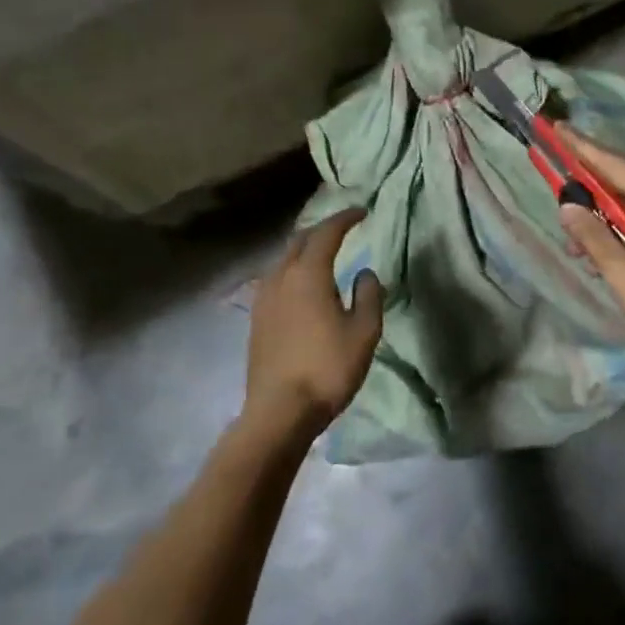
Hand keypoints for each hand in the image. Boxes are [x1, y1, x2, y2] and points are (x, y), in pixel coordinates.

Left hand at [244, 209, 384, 440]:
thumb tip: (364, 273)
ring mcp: (263, 298)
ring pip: (284, 260)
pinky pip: (276, 279)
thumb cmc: (327, 368)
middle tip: (343, 231)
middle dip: (322, 230)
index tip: (362, 212)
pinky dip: (293, 271)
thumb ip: (368, 295)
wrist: (279, 412)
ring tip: (324, 257)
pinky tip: (303, 287)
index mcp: (308, 273)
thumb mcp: (364, 332)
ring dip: (305, 250)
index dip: (345, 218)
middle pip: (300, 240)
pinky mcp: (256, 318)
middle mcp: (281, 277)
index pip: (327, 233)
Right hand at [557, 127, 624, 373]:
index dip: (582, 148)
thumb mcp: (622, 274)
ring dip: (610, 223)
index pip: (615, 166)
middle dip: (592, 198)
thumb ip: (592, 235)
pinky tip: (610, 255)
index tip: (558, 128)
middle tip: (563, 210)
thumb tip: (567, 207)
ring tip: (582, 250)